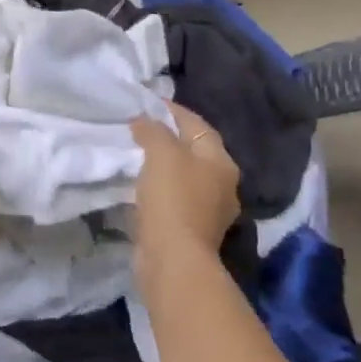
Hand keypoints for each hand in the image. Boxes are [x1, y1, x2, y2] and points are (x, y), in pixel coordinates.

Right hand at [130, 104, 240, 262]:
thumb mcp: (161, 153)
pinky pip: (175, 198)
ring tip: (137, 155)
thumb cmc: (172, 198)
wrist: (173, 258)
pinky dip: (160, 188)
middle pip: (194, 150)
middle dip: (170, 138)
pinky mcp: (192, 229)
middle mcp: (223, 183)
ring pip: (185, 176)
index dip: (172, 110)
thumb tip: (143, 120)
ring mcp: (210, 210)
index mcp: (221, 161)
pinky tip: (142, 186)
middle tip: (141, 128)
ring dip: (164, 165)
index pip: (197, 125)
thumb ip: (153, 130)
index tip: (147, 103)